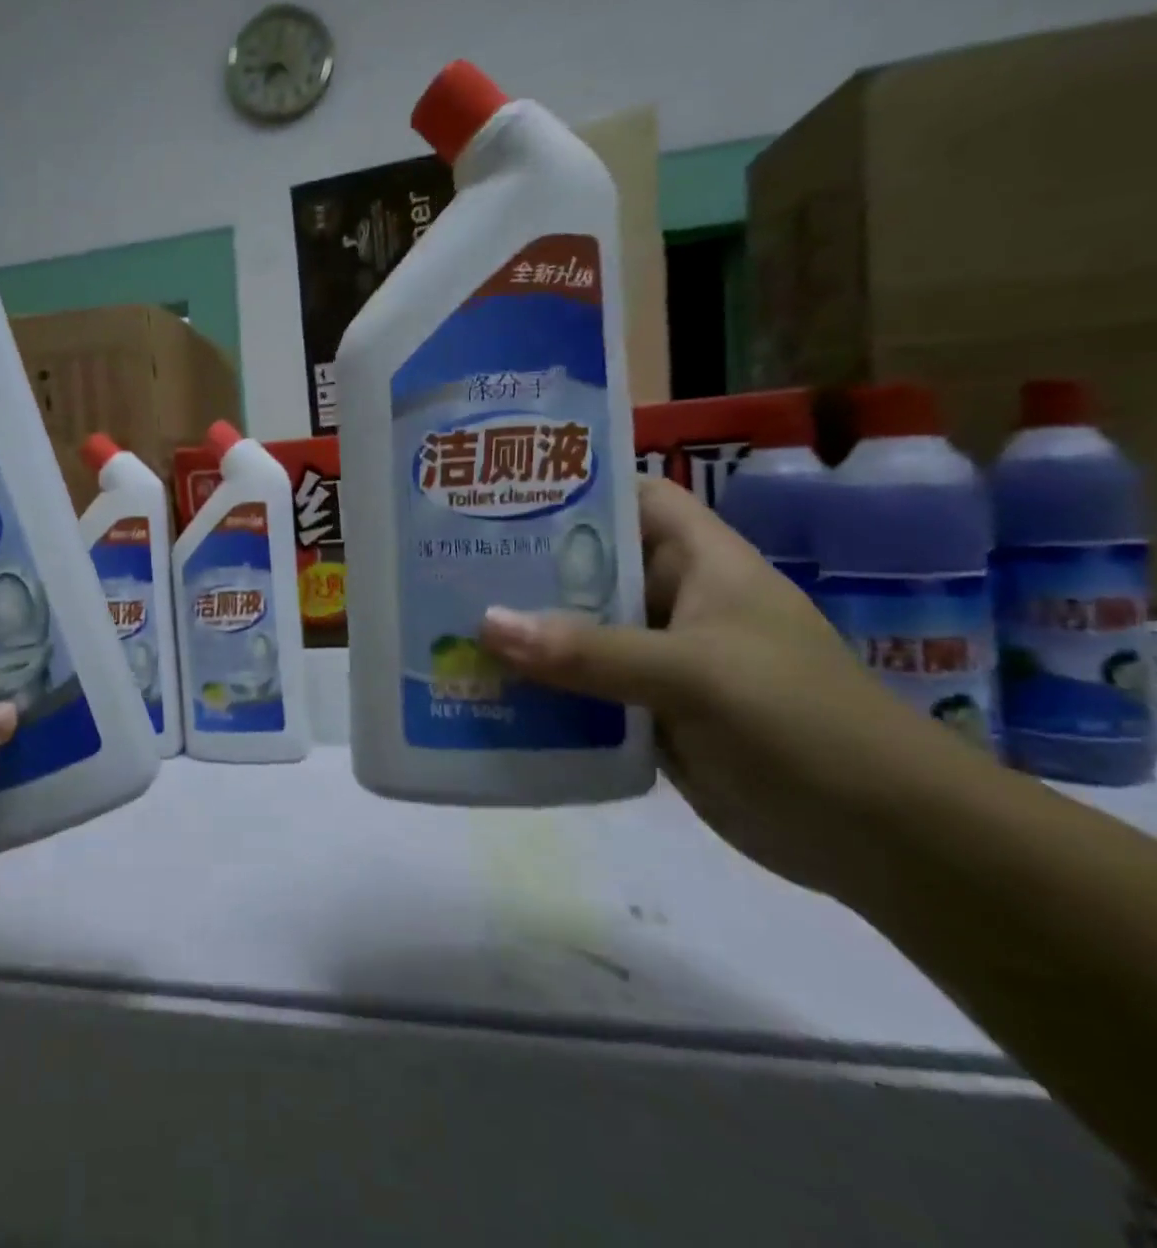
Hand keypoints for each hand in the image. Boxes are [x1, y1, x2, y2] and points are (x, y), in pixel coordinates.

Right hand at [478, 477, 955, 898]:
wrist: (884, 842)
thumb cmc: (802, 724)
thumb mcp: (694, 674)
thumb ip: (589, 651)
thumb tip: (485, 624)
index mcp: (702, 564)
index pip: (635, 498)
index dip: (576, 487)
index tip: (501, 490)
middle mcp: (677, 603)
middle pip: (591, 567)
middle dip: (524, 564)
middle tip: (445, 560)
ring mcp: (662, 661)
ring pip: (580, 632)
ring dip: (524, 632)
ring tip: (446, 622)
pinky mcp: (651, 715)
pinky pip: (582, 689)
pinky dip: (540, 688)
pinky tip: (485, 689)